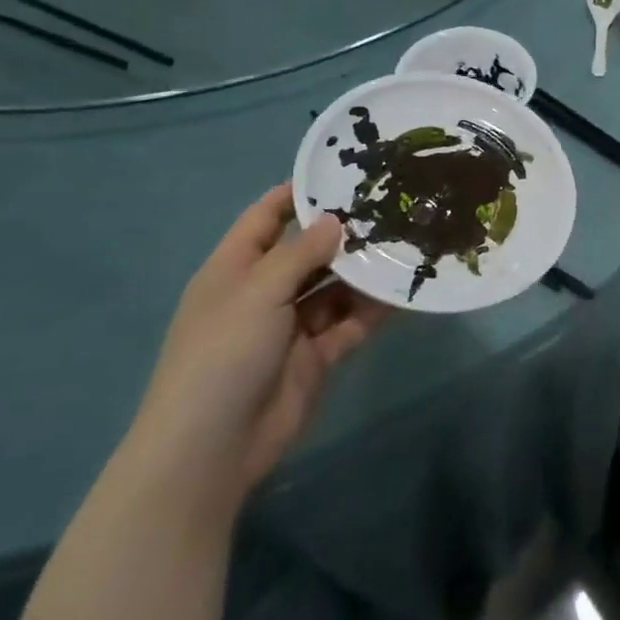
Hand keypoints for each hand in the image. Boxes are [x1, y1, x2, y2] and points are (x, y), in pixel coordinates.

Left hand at [127, 186, 388, 509]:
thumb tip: (336, 220)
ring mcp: (291, 326)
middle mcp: (263, 292)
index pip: (265, 218)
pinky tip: (405, 290)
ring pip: (334, 287)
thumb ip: (300, 253)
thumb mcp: (258, 291)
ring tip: (407, 243)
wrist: (213, 447)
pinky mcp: (316, 356)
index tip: (340, 172)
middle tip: (392, 207)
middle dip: (344, 233)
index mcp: (235, 270)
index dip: (296, 194)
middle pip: (307, 252)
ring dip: (364, 271)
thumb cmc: (223, 353)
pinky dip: (373, 309)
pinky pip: (350, 323)